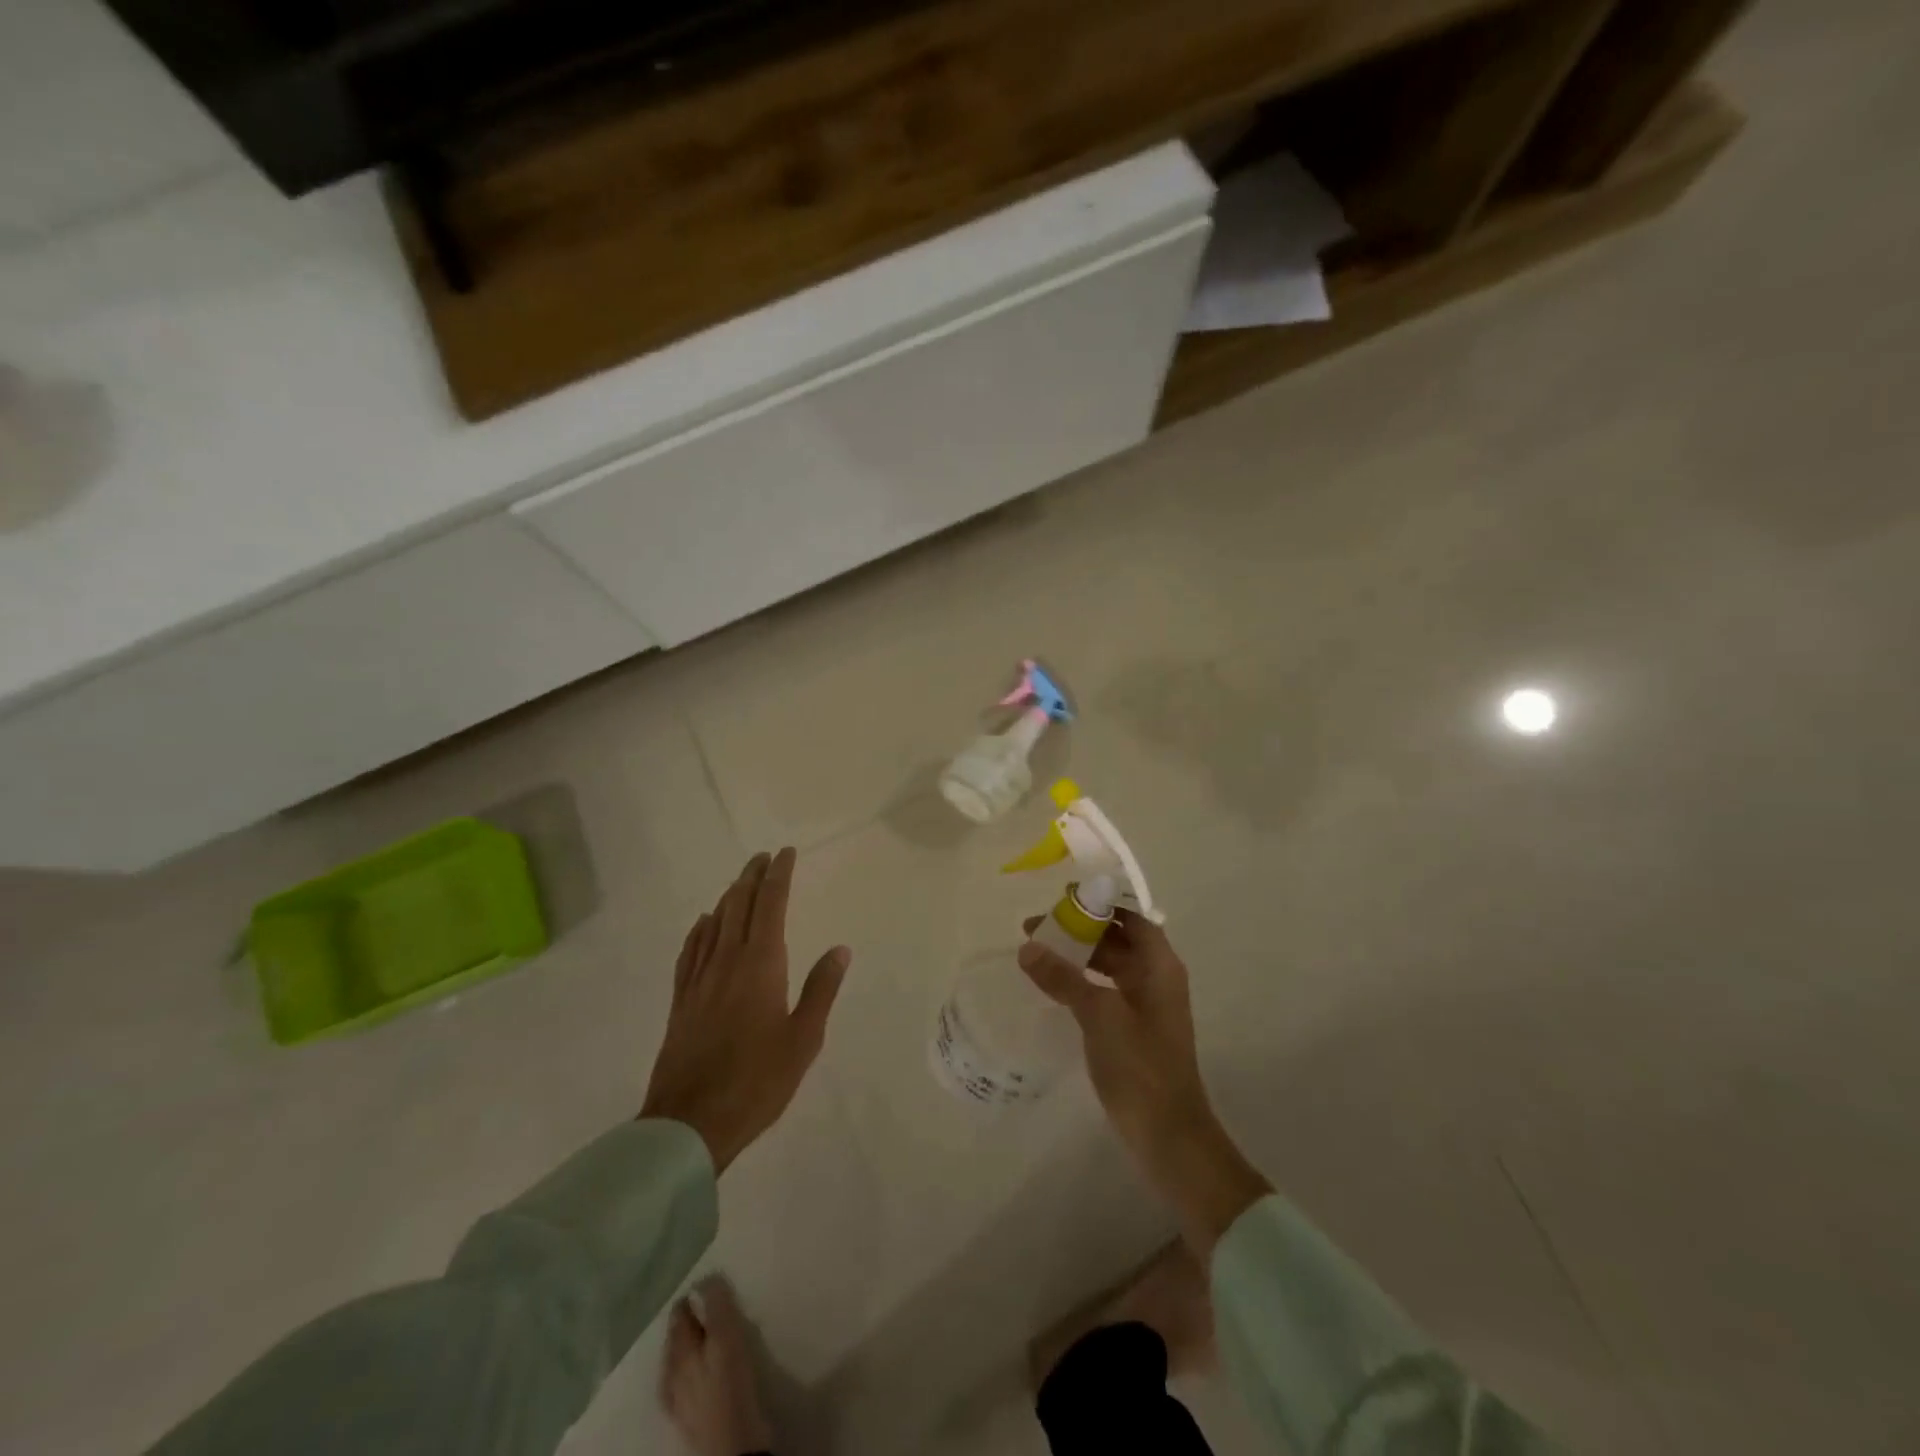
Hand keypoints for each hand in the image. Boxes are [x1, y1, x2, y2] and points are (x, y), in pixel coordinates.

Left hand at [641, 849, 850, 1171]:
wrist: (690, 1122)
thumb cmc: (757, 1081)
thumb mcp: (804, 1039)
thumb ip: (821, 989)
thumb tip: (840, 949)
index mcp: (761, 965)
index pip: (770, 905)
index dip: (779, 876)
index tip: (786, 854)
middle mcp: (727, 961)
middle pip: (739, 906)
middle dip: (752, 877)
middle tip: (764, 857)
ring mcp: (699, 980)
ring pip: (714, 923)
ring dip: (729, 897)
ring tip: (740, 882)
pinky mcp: (682, 1000)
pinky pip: (691, 951)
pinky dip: (701, 929)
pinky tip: (705, 924)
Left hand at [660, 1277, 773, 1455]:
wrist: (732, 1448)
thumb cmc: (730, 1386)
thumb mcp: (727, 1338)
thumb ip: (716, 1307)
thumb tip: (706, 1277)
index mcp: (679, 1351)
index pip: (679, 1314)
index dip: (693, 1297)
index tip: (709, 1285)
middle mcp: (671, 1373)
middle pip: (677, 1337)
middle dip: (689, 1320)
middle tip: (710, 1306)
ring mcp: (677, 1399)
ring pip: (679, 1360)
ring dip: (691, 1343)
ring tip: (710, 1334)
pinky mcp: (689, 1417)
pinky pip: (686, 1382)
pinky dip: (695, 1368)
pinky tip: (705, 1371)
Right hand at [1019, 912, 1269, 1255]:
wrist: (1168, 1135)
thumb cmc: (1140, 1066)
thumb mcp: (1099, 1015)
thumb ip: (1063, 978)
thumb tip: (1028, 947)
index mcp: (1160, 966)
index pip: (1131, 918)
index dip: (1100, 905)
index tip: (1062, 901)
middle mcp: (1157, 979)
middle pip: (1119, 939)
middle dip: (1081, 931)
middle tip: (1037, 929)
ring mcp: (1147, 1006)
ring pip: (1111, 966)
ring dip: (1079, 958)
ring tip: (1037, 955)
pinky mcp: (1135, 1030)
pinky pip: (1106, 992)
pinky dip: (1082, 983)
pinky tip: (1053, 989)